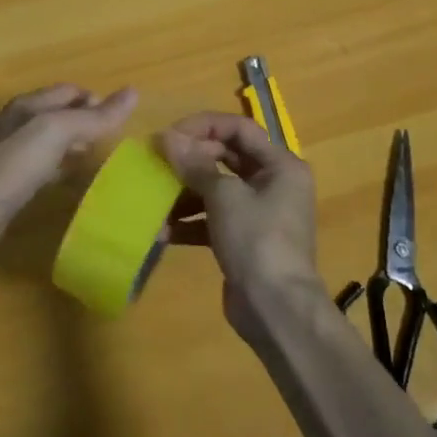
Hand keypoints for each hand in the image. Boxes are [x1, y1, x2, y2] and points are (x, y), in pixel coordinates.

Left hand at [0, 84, 137, 266]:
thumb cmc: (13, 165)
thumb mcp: (56, 132)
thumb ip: (93, 117)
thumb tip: (133, 92)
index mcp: (29, 106)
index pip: (69, 91)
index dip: (95, 100)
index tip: (123, 119)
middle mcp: (19, 125)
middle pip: (59, 115)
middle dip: (87, 122)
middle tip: (116, 141)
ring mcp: (13, 156)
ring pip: (51, 143)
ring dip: (75, 146)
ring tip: (101, 159)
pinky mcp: (10, 185)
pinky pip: (43, 169)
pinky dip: (61, 170)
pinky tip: (72, 184)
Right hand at [161, 113, 326, 343]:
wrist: (276, 310)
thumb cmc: (256, 240)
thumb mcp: (223, 196)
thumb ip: (194, 164)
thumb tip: (166, 137)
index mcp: (280, 165)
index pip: (239, 128)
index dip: (203, 126)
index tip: (171, 135)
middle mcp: (273, 184)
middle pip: (226, 157)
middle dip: (190, 159)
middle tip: (158, 161)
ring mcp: (258, 214)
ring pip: (216, 190)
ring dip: (185, 192)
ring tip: (155, 197)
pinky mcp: (244, 240)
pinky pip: (213, 219)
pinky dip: (190, 222)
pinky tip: (162, 231)